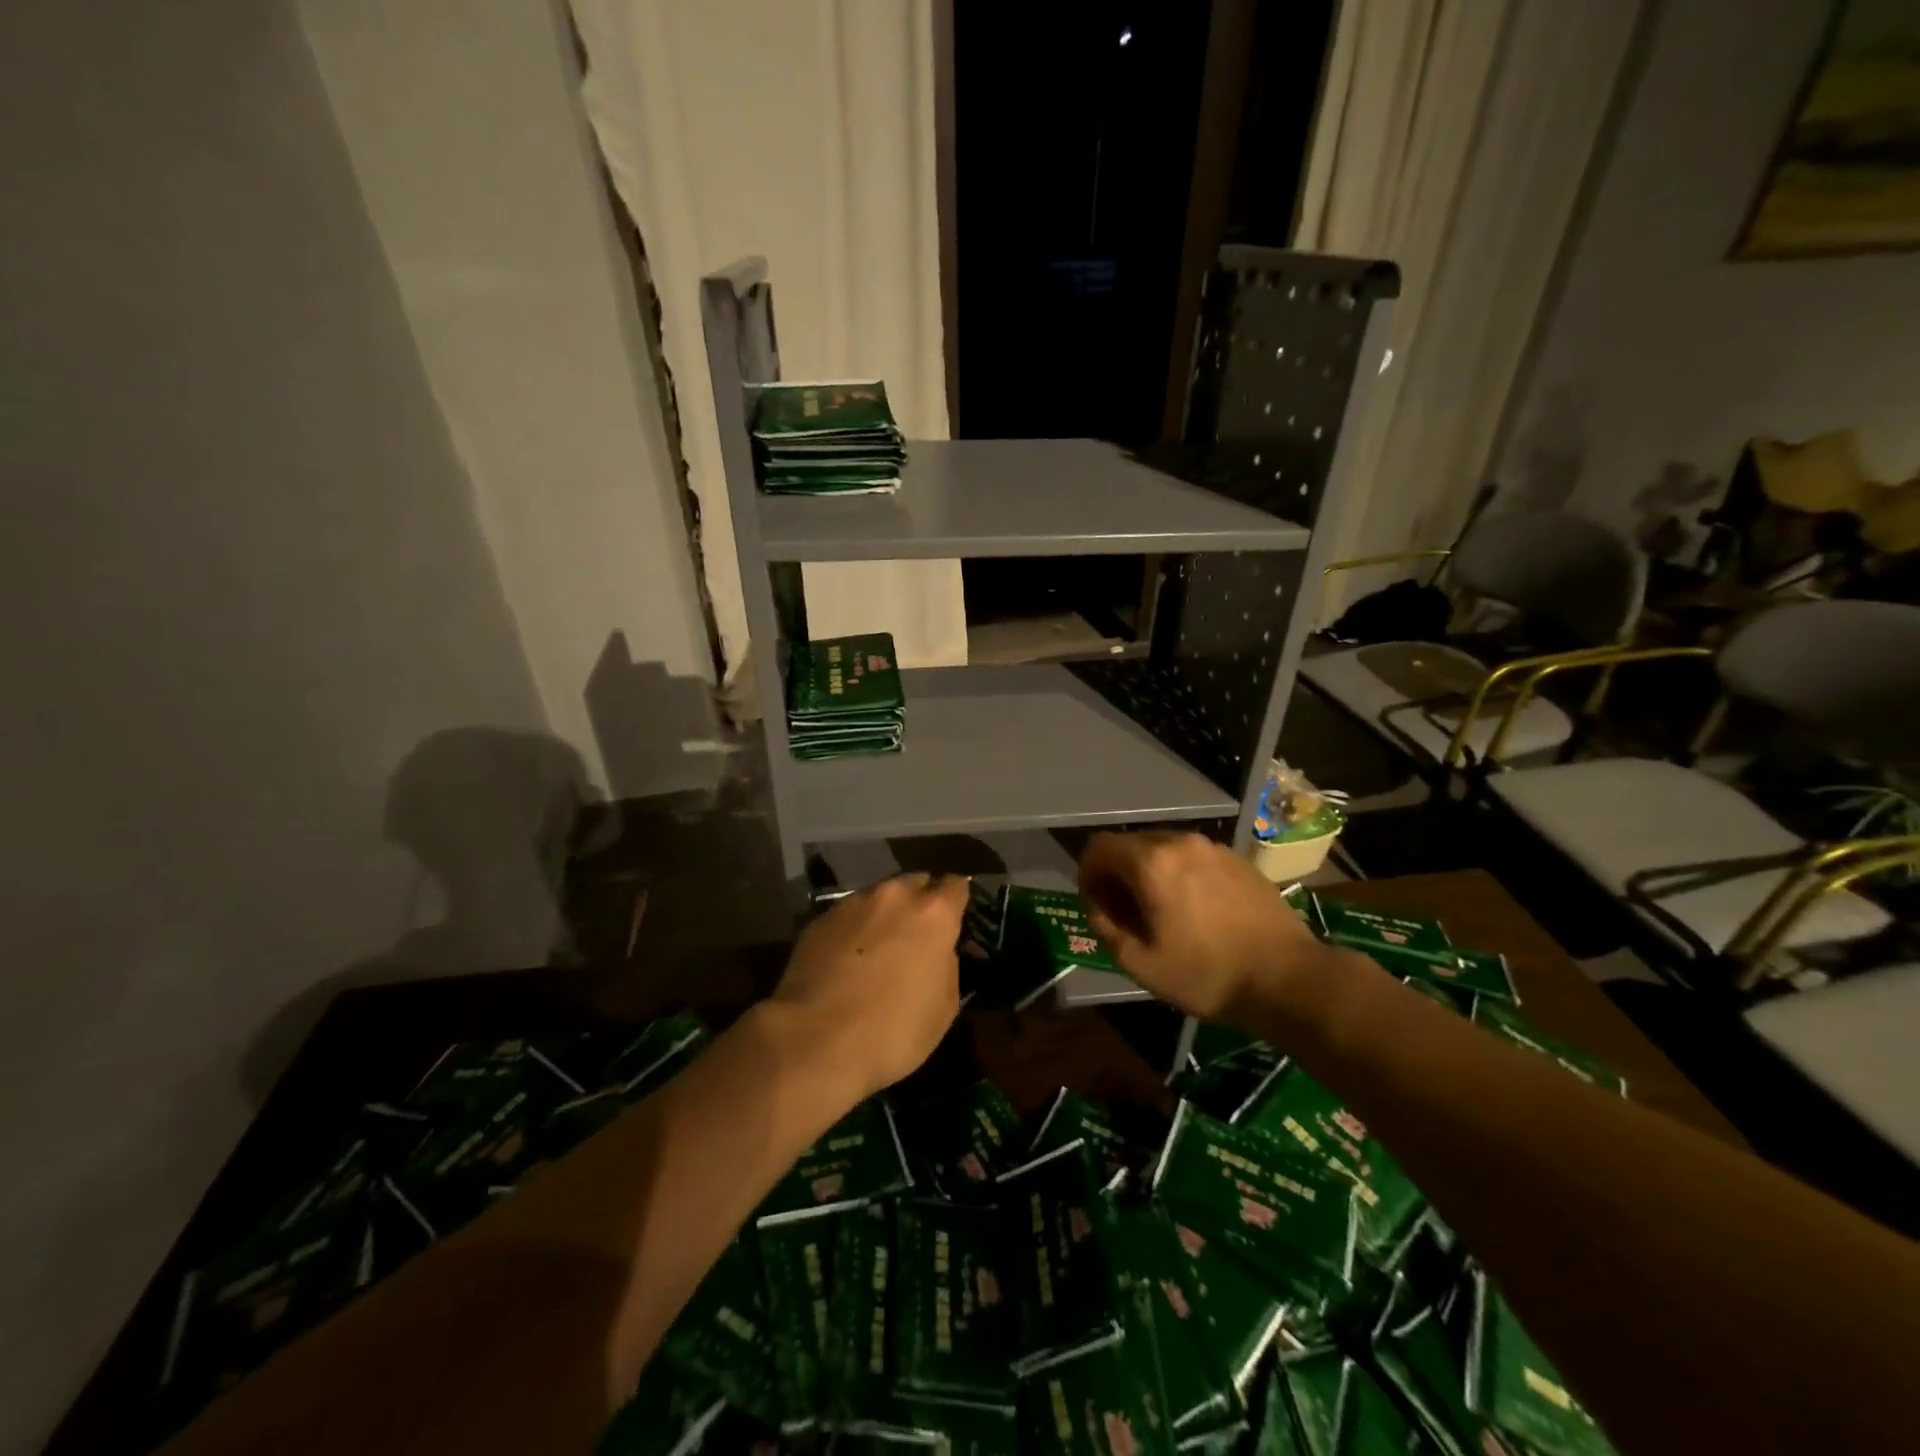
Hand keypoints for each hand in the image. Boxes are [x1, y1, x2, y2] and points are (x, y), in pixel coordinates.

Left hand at [769, 873, 968, 1099]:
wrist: (816, 1041)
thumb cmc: (894, 1031)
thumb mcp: (944, 1007)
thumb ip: (947, 965)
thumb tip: (937, 952)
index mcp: (934, 913)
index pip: (956, 885)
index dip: (956, 902)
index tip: (954, 921)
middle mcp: (895, 895)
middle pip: (915, 884)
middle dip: (919, 903)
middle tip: (916, 936)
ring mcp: (853, 903)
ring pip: (879, 898)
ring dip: (884, 915)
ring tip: (877, 949)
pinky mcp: (820, 919)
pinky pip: (848, 916)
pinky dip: (854, 930)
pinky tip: (846, 960)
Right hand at [1078, 831, 1341, 1025]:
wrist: (1287, 977)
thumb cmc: (1206, 974)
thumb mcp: (1141, 964)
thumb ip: (1106, 929)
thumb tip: (1098, 909)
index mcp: (1151, 862)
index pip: (1100, 847)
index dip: (1088, 873)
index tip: (1096, 904)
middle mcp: (1179, 842)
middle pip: (1131, 844)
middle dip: (1118, 873)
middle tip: (1125, 913)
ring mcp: (1213, 848)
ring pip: (1164, 849)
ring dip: (1150, 873)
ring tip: (1161, 912)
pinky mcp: (1238, 860)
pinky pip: (1194, 858)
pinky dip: (1180, 874)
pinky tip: (1195, 910)